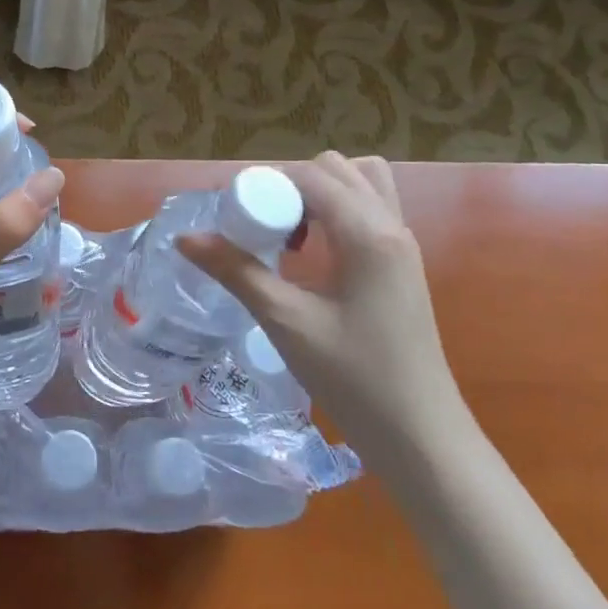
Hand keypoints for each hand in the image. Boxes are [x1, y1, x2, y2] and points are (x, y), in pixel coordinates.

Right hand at [179, 152, 465, 447]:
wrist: (422, 439)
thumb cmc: (354, 379)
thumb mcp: (287, 322)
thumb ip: (236, 272)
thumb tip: (185, 238)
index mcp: (368, 233)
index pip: (310, 176)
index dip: (266, 183)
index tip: (231, 212)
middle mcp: (391, 225)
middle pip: (337, 169)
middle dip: (292, 184)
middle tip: (261, 225)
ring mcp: (402, 245)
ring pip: (360, 184)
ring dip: (319, 194)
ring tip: (288, 234)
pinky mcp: (403, 265)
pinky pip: (370, 211)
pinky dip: (337, 213)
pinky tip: (312, 256)